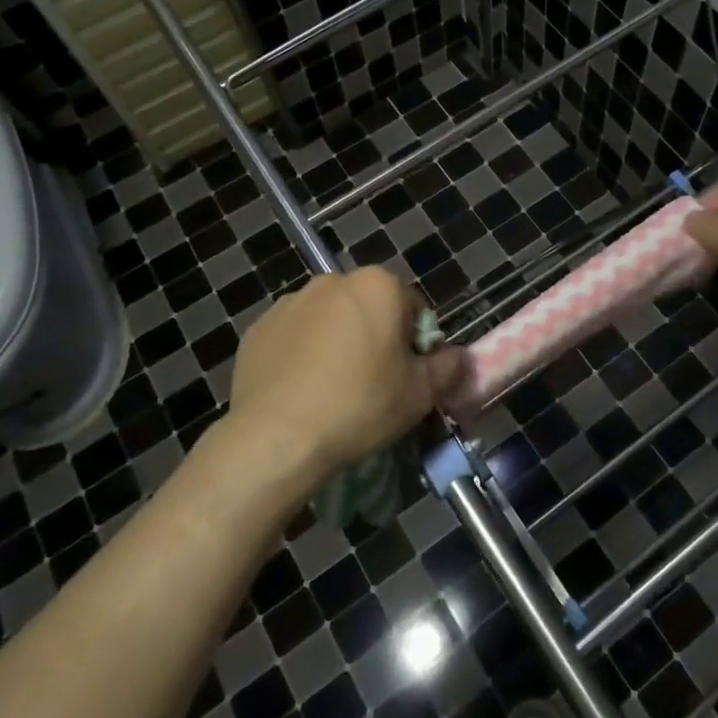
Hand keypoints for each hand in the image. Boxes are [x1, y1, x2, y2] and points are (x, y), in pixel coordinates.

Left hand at [227, 268, 463, 490]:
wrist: (276, 436)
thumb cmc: (359, 405)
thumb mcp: (419, 394)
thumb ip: (447, 368)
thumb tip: (459, 357)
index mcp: (377, 286)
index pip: (412, 307)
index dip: (417, 343)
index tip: (408, 376)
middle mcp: (333, 281)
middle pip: (368, 308)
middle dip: (375, 337)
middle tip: (374, 384)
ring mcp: (290, 302)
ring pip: (329, 321)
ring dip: (337, 343)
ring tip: (332, 391)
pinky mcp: (258, 328)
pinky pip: (293, 337)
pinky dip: (301, 355)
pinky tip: (300, 392)